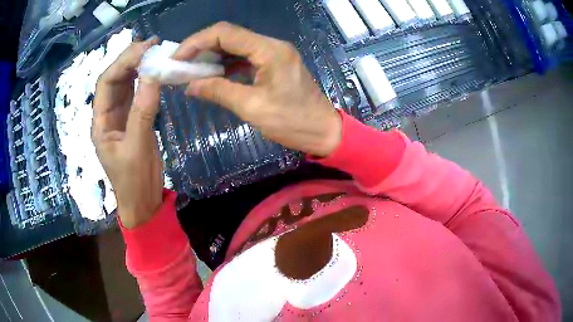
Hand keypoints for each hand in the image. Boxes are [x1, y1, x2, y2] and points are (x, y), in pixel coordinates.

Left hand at [92, 38, 163, 228]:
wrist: (143, 201)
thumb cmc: (134, 181)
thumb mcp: (136, 148)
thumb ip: (142, 112)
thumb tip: (153, 76)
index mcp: (100, 122)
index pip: (105, 83)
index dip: (122, 63)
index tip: (144, 50)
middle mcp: (107, 114)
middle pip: (114, 79)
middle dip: (130, 59)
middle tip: (152, 44)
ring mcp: (121, 116)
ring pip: (125, 84)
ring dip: (138, 66)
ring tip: (155, 51)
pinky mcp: (134, 120)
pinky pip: (137, 93)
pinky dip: (146, 80)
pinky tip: (155, 71)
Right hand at [173, 22, 341, 156]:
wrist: (323, 131)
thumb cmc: (293, 122)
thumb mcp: (252, 108)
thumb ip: (219, 91)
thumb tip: (190, 86)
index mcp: (269, 50)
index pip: (224, 33)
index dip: (196, 42)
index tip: (177, 58)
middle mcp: (271, 45)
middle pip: (229, 35)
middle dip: (201, 47)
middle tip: (180, 64)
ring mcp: (274, 53)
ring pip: (235, 45)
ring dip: (212, 56)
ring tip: (190, 70)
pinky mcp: (273, 64)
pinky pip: (244, 57)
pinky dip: (225, 64)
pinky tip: (212, 74)